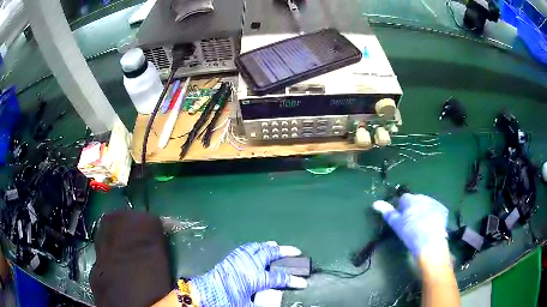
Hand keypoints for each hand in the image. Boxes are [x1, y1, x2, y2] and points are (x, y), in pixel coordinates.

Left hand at [190, 242, 306, 306]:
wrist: (205, 293)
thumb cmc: (227, 300)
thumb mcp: (247, 305)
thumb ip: (263, 302)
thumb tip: (275, 299)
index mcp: (255, 278)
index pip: (279, 278)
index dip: (293, 281)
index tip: (303, 283)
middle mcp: (249, 264)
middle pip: (270, 254)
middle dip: (285, 252)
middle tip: (296, 251)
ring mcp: (239, 258)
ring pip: (258, 247)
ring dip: (269, 246)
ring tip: (277, 246)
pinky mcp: (231, 257)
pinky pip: (246, 248)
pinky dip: (255, 246)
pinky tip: (257, 247)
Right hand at [373, 193, 448, 256]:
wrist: (430, 243)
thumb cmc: (410, 233)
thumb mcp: (397, 224)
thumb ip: (387, 212)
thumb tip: (375, 203)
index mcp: (411, 200)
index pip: (403, 198)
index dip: (401, 208)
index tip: (401, 218)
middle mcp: (423, 197)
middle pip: (416, 200)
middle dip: (413, 208)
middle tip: (411, 223)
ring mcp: (435, 203)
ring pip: (426, 204)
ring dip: (423, 210)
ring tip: (422, 225)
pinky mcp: (443, 210)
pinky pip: (436, 210)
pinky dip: (433, 215)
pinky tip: (432, 225)